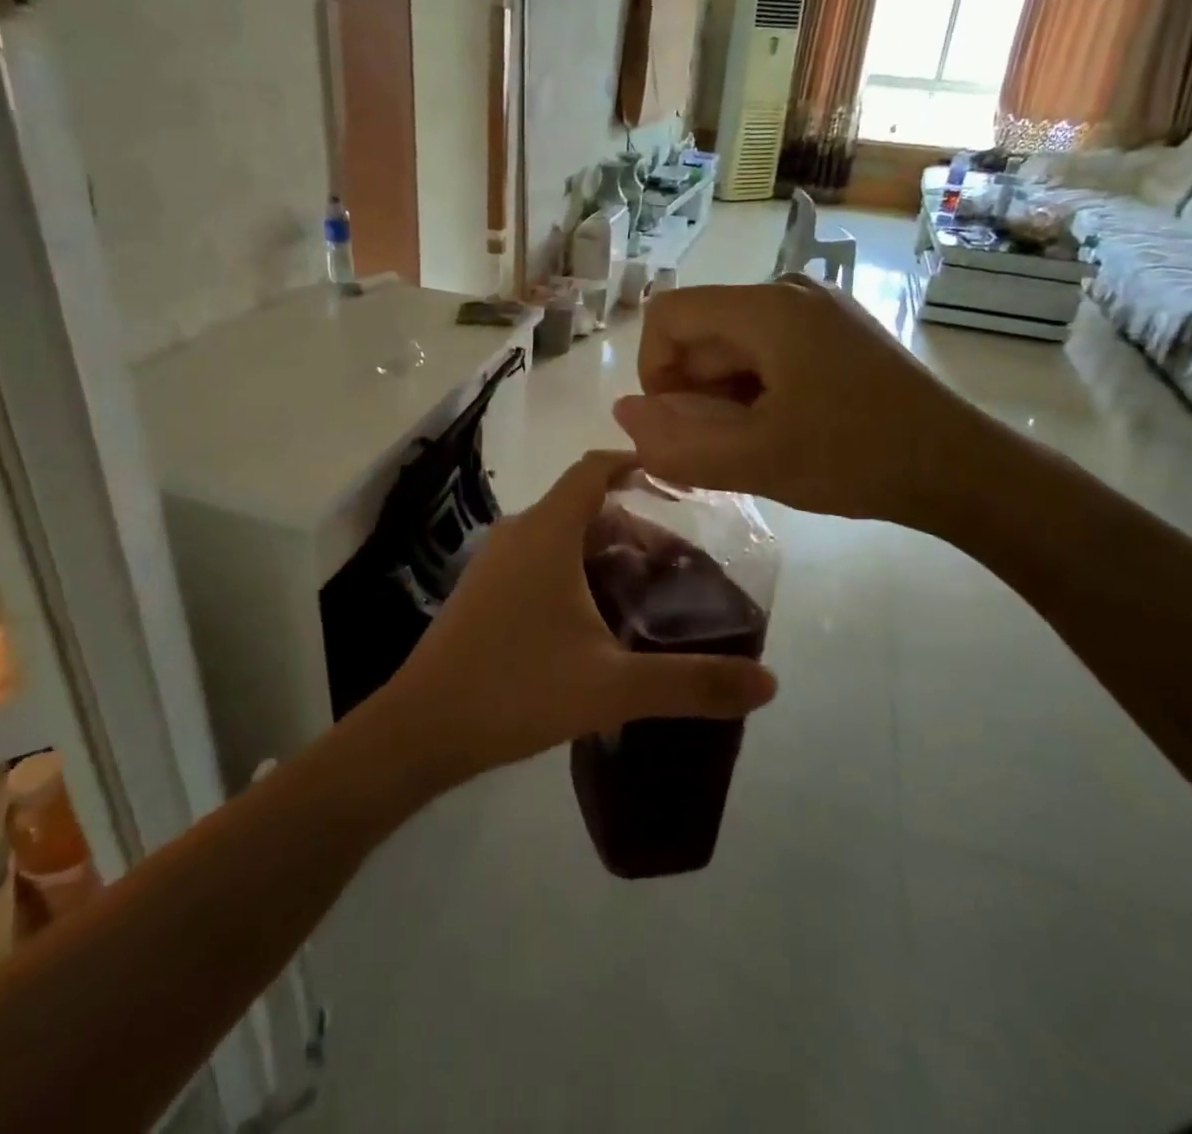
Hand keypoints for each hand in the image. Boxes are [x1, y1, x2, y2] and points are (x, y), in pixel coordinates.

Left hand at [383, 451, 777, 779]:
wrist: (422, 728)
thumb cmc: (516, 688)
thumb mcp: (612, 686)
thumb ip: (691, 683)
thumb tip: (769, 683)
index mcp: (547, 532)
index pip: (594, 469)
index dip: (637, 464)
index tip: (680, 483)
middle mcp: (518, 533)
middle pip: (584, 504)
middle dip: (634, 522)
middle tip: (679, 561)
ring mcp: (494, 562)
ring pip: (560, 534)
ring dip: (604, 549)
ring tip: (647, 588)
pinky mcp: (483, 590)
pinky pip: (539, 559)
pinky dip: (575, 568)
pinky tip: (596, 617)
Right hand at [612, 277, 997, 531]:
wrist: (962, 468)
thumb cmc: (856, 459)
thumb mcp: (756, 461)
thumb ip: (677, 443)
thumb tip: (622, 415)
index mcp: (766, 308)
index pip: (668, 314)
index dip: (654, 371)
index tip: (681, 424)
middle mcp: (789, 291)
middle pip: (702, 331)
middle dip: (694, 391)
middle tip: (724, 448)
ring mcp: (818, 309)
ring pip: (733, 346)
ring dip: (724, 396)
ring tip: (758, 444)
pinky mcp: (837, 332)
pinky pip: (768, 352)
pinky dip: (756, 391)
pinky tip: (784, 430)